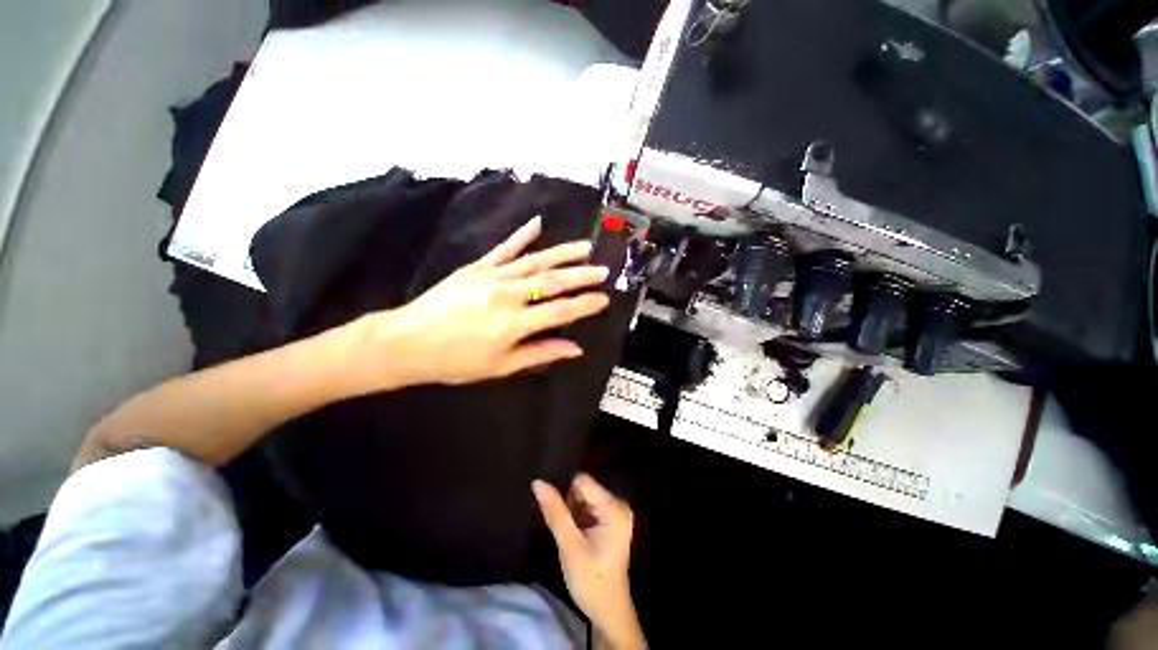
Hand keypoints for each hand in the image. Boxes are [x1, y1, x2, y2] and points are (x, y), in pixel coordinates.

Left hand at [362, 216, 610, 387]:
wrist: (407, 341)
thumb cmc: (455, 361)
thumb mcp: (500, 366)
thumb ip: (540, 353)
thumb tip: (575, 349)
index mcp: (514, 324)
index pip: (560, 311)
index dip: (585, 305)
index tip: (603, 299)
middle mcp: (508, 295)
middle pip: (552, 282)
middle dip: (581, 276)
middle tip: (603, 270)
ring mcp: (492, 277)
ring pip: (535, 261)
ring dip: (562, 253)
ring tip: (585, 247)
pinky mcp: (477, 267)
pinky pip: (504, 249)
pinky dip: (521, 235)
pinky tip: (537, 223)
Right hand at [533, 474, 645, 648]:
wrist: (608, 612)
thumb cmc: (591, 581)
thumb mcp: (570, 546)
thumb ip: (555, 512)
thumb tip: (538, 482)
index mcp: (614, 507)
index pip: (583, 482)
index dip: (563, 485)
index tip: (544, 495)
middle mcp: (617, 504)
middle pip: (583, 488)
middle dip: (565, 498)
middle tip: (548, 513)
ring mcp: (614, 512)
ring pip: (583, 497)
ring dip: (569, 507)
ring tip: (555, 520)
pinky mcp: (608, 520)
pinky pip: (586, 507)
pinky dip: (574, 514)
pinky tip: (565, 526)